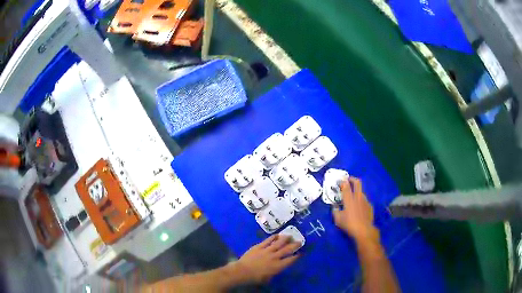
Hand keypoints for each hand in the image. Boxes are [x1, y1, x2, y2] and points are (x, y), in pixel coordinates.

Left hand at [234, 235, 299, 282]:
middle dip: (294, 245)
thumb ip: (275, 272)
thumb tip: (277, 268)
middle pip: (287, 250)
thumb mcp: (268, 278)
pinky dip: (273, 237)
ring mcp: (267, 250)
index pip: (290, 260)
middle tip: (299, 241)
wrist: (243, 271)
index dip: (297, 256)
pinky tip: (277, 235)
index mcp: (278, 266)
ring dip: (285, 239)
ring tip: (290, 235)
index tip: (301, 253)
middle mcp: (275, 257)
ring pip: (278, 243)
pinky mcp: (259, 246)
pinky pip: (268, 240)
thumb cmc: (255, 278)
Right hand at [333, 177, 378, 244]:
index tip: (339, 181)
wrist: (364, 230)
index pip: (345, 186)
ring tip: (353, 196)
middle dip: (352, 179)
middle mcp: (358, 197)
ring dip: (357, 191)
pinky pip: (364, 200)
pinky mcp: (370, 206)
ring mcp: (365, 201)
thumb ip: (335, 211)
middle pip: (357, 182)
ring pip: (361, 191)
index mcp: (349, 199)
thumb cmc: (349, 224)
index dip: (342, 181)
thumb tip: (334, 207)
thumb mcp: (338, 219)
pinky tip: (359, 207)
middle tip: (348, 179)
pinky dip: (361, 201)